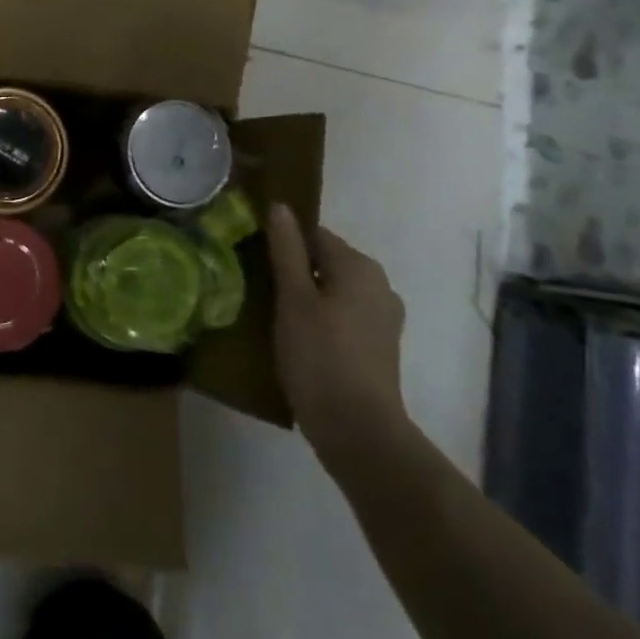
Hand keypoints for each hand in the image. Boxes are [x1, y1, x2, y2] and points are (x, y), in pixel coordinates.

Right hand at [267, 204, 408, 467]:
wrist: (359, 432)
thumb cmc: (320, 357)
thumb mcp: (293, 298)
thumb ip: (286, 249)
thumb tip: (280, 206)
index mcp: (359, 265)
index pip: (314, 234)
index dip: (283, 244)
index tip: (256, 262)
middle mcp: (378, 284)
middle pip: (325, 262)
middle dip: (294, 272)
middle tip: (261, 291)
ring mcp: (383, 318)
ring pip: (334, 291)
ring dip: (307, 298)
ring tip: (275, 318)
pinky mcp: (380, 347)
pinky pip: (344, 317)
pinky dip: (323, 321)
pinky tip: (300, 341)